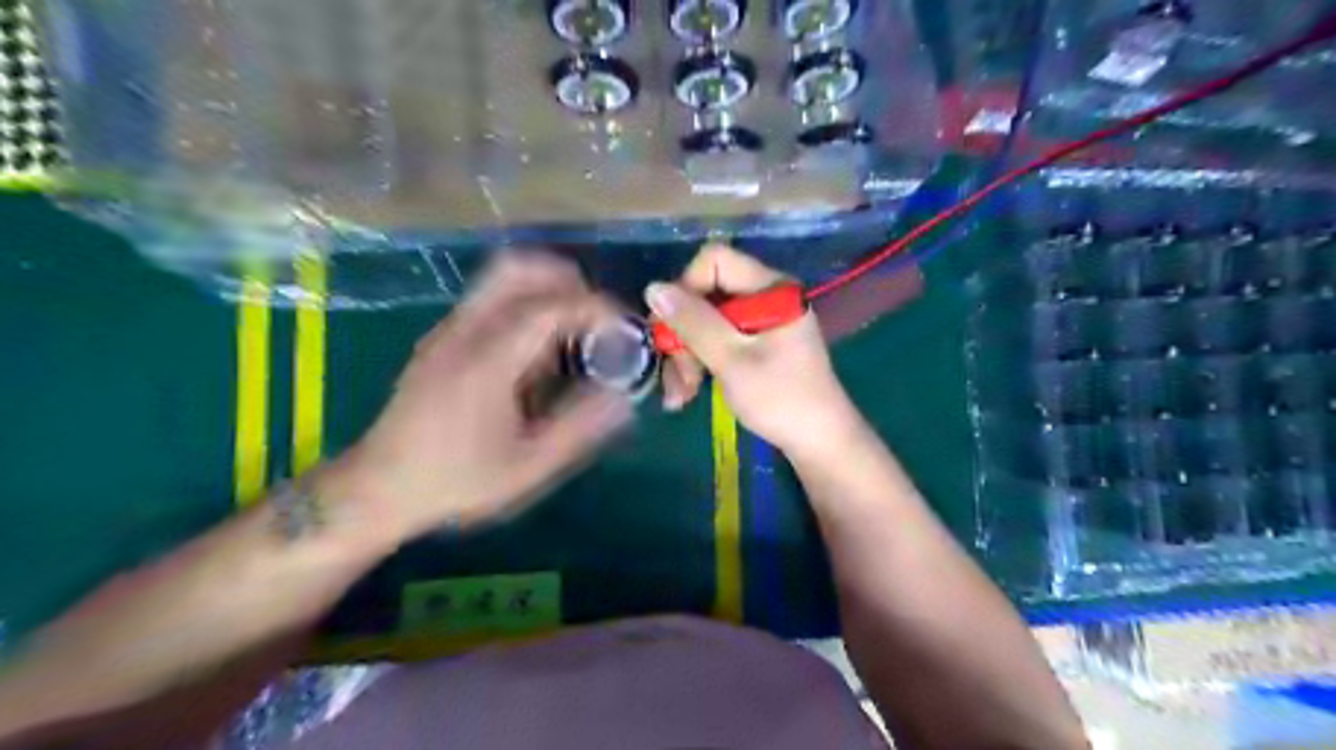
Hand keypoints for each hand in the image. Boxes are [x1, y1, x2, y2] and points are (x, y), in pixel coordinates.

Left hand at [324, 251, 633, 537]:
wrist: (377, 488)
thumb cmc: (456, 480)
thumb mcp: (528, 467)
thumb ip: (579, 427)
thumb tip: (623, 396)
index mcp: (488, 360)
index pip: (549, 306)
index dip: (595, 307)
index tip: (623, 327)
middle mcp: (464, 331)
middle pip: (518, 268)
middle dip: (568, 281)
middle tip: (597, 318)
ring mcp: (447, 330)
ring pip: (501, 277)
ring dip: (546, 290)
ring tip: (573, 332)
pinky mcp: (441, 338)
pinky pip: (490, 299)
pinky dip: (524, 305)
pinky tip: (536, 352)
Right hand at [649, 243, 867, 456]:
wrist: (819, 442)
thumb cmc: (781, 399)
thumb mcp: (732, 360)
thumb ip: (693, 322)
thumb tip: (653, 288)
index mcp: (770, 288)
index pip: (715, 261)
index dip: (686, 288)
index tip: (674, 328)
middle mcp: (765, 296)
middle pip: (706, 294)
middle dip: (683, 335)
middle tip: (677, 376)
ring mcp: (760, 322)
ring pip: (705, 322)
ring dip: (686, 356)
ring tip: (680, 395)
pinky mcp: (756, 344)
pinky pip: (716, 341)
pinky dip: (699, 364)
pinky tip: (687, 394)